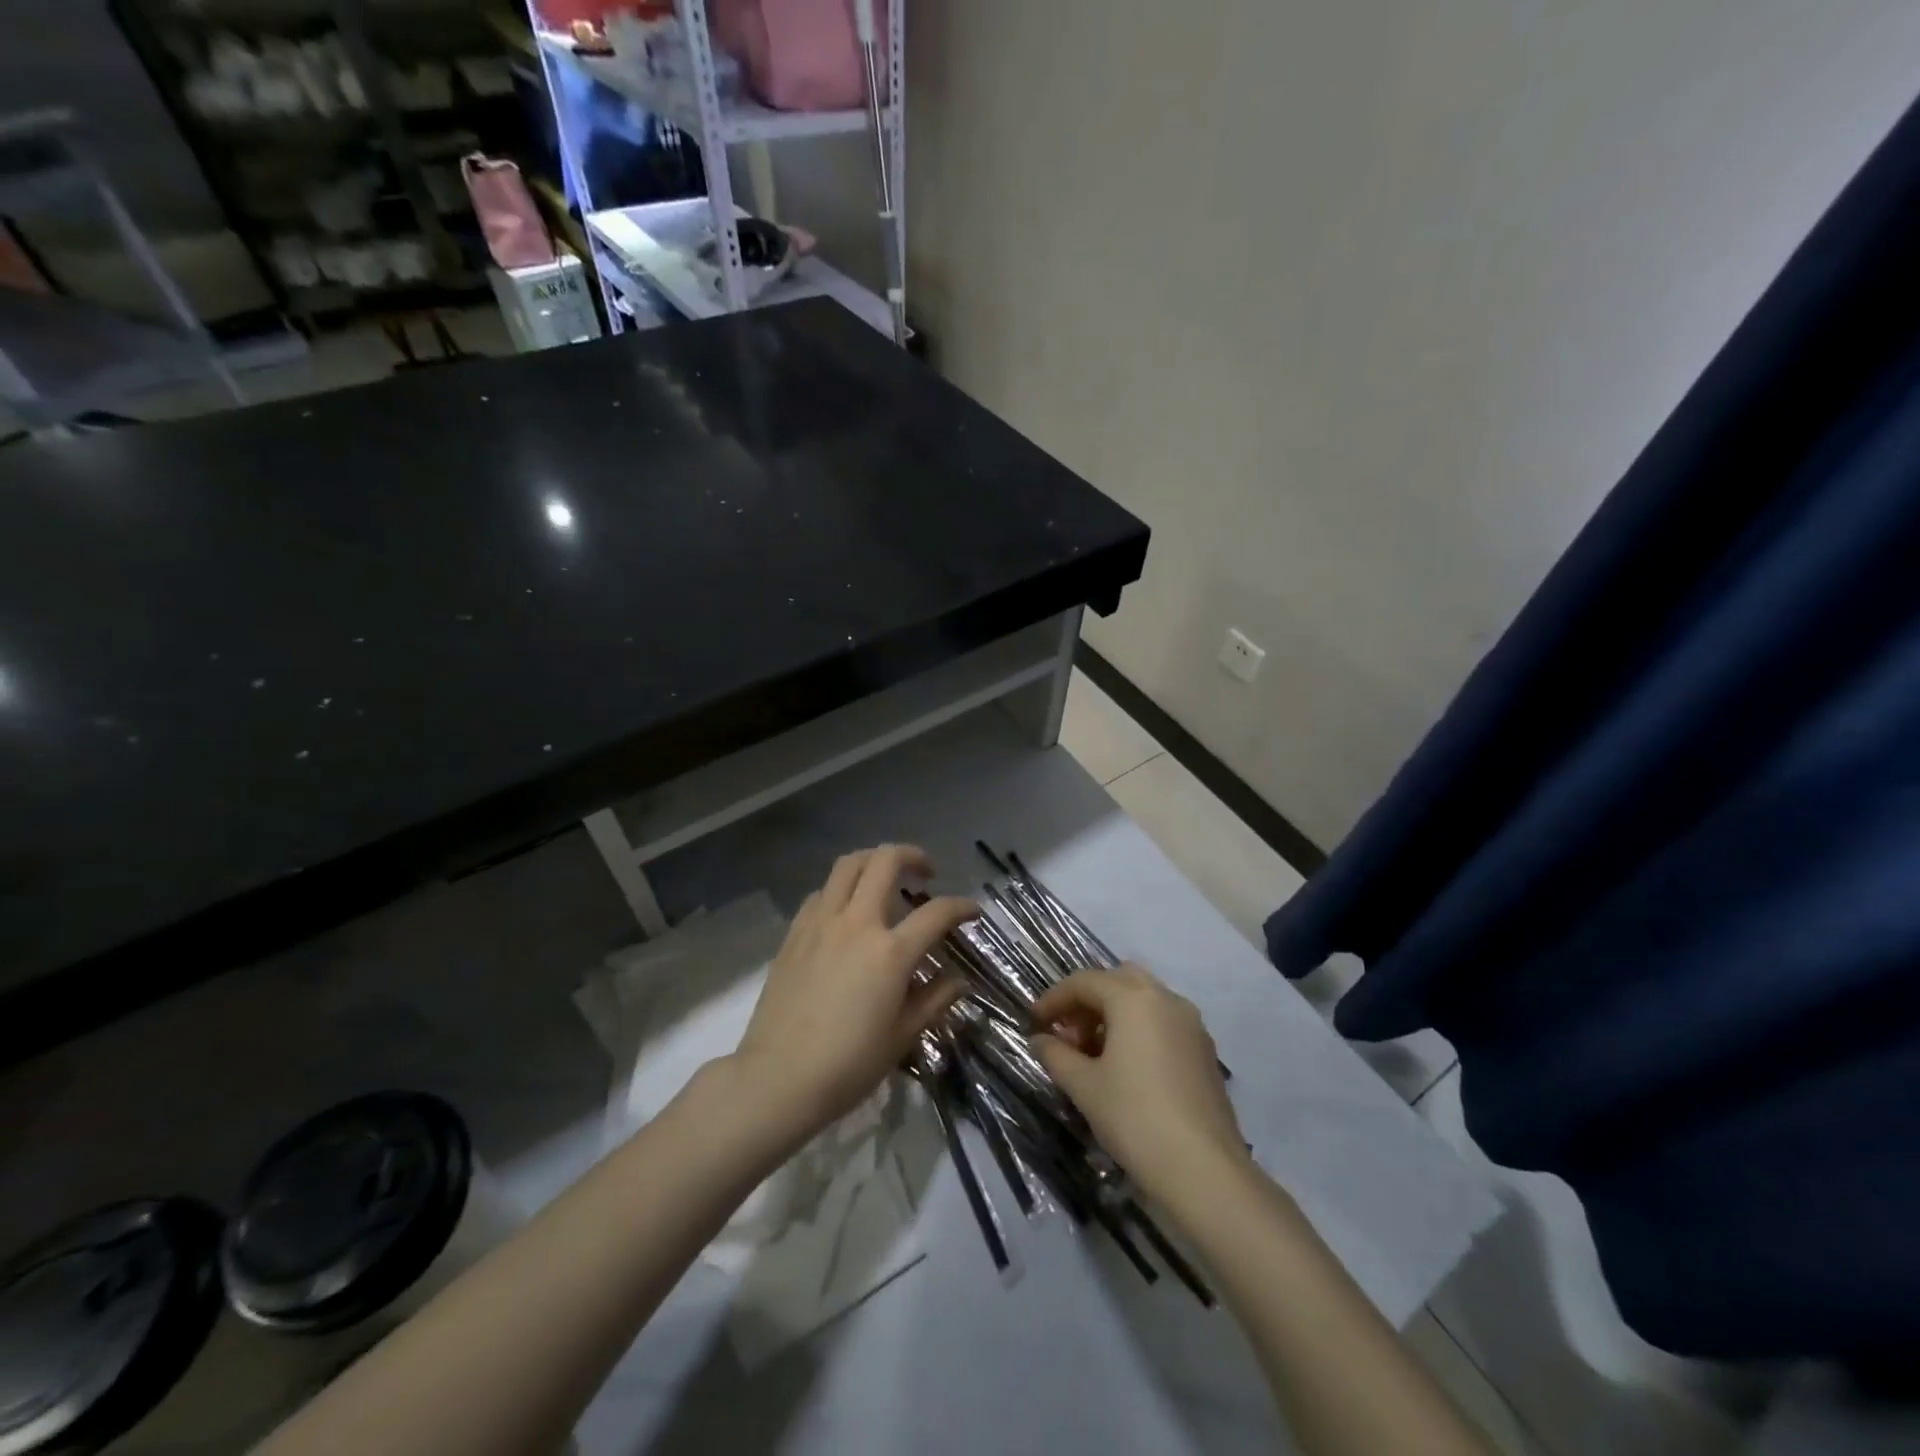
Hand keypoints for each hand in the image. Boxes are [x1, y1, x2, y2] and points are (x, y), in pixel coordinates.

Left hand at [729, 845, 976, 1140]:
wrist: (778, 1078)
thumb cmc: (848, 1065)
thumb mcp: (902, 1036)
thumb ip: (934, 999)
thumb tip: (958, 979)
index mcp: (890, 952)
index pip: (937, 912)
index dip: (961, 906)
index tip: (972, 911)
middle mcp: (856, 923)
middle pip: (886, 861)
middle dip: (913, 856)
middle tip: (926, 872)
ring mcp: (820, 922)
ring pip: (848, 865)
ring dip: (874, 861)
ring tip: (886, 879)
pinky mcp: (794, 932)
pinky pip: (821, 892)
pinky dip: (841, 889)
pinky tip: (846, 911)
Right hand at [1030, 965, 1247, 1199]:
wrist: (1205, 1171)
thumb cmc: (1135, 1118)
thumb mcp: (1084, 1086)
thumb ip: (1056, 1054)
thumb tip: (1040, 1039)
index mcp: (1133, 998)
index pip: (1084, 982)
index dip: (1054, 999)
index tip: (1034, 1022)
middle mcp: (1166, 999)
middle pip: (1117, 981)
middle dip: (1088, 1001)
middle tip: (1068, 1034)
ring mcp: (1191, 1024)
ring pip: (1144, 1000)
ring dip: (1114, 1015)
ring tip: (1094, 1055)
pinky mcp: (1205, 1051)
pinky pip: (1163, 1022)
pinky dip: (1139, 1030)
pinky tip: (1126, 1069)